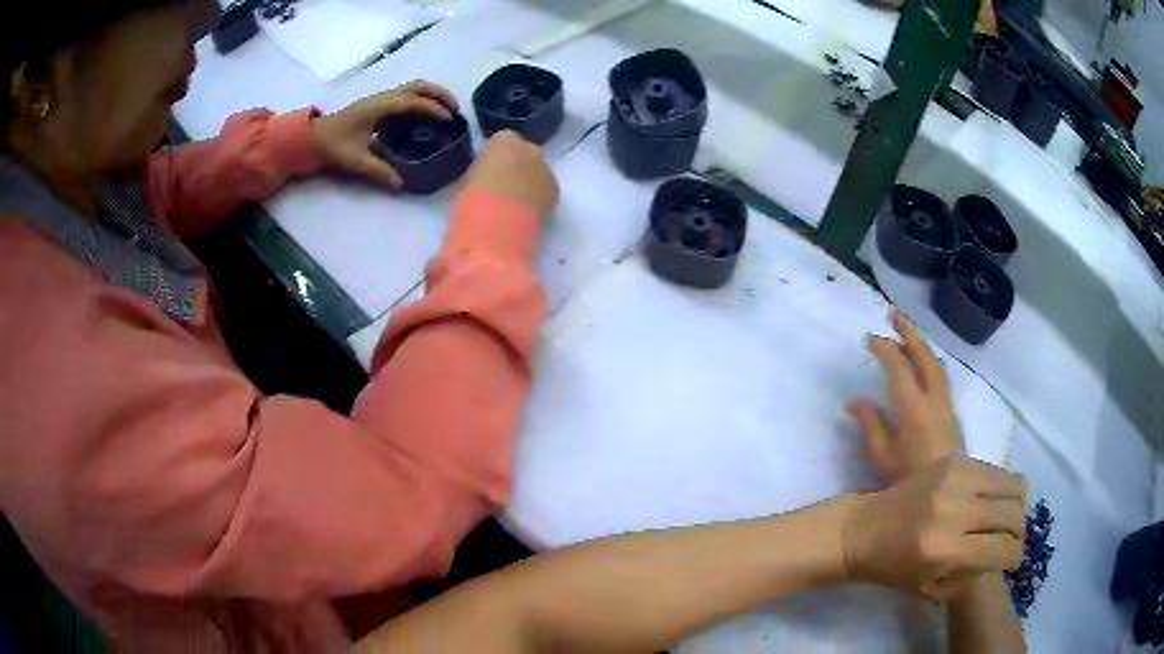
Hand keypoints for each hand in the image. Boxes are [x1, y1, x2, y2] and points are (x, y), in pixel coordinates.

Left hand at [312, 80, 457, 189]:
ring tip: (445, 111)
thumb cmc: (332, 146)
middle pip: (418, 86)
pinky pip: (406, 95)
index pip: (413, 101)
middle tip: (455, 111)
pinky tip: (425, 115)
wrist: (312, 137)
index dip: (433, 108)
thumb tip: (401, 184)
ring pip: (413, 88)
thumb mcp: (355, 161)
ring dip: (432, 95)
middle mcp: (382, 98)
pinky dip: (422, 100)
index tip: (449, 120)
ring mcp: (380, 99)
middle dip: (439, 95)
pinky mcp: (378, 104)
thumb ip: (379, 171)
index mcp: (379, 107)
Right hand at [458, 130, 558, 216]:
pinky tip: (525, 215)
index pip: (503, 140)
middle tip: (502, 187)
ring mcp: (546, 170)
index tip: (488, 171)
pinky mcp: (556, 193)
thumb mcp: (466, 180)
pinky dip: (538, 199)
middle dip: (517, 166)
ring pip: (538, 172)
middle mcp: (530, 149)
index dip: (496, 156)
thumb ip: (479, 172)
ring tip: (514, 205)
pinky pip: (545, 191)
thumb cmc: (471, 200)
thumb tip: (484, 178)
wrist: (496, 227)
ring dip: (530, 183)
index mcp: (504, 141)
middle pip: (525, 153)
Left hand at [842, 455, 1026, 601]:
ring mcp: (954, 478)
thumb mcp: (932, 588)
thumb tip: (1005, 553)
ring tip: (1005, 520)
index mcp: (943, 550)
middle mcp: (953, 510)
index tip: (1011, 562)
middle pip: (1013, 515)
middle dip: (1019, 534)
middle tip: (1010, 541)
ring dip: (1015, 507)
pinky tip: (990, 502)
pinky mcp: (953, 458)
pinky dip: (1001, 487)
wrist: (862, 529)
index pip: (1002, 549)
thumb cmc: (893, 568)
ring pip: (1013, 485)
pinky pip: (996, 470)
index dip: (1014, 558)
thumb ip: (972, 574)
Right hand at [849, 311, 963, 480]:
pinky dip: (929, 360)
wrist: (947, 491)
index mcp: (913, 408)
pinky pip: (940, 374)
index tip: (870, 337)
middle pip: (924, 355)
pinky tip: (923, 364)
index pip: (899, 367)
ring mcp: (945, 402)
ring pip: (936, 363)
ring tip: (907, 334)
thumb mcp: (882, 457)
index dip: (885, 348)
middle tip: (893, 315)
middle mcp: (933, 398)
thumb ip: (870, 425)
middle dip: (909, 332)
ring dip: (921, 344)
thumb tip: (855, 401)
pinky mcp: (951, 410)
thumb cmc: (910, 478)